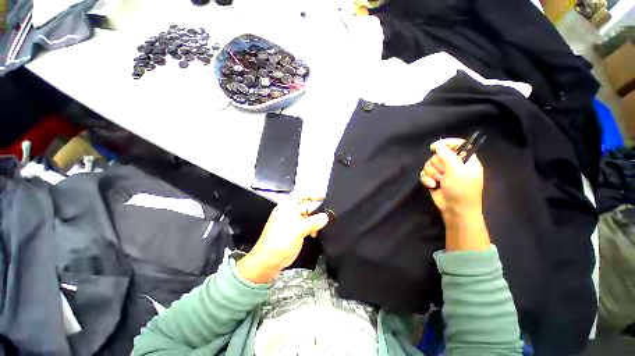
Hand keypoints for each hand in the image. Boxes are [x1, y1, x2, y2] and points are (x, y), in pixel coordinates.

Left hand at [236, 197, 329, 283]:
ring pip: (305, 216)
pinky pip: (303, 224)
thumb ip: (315, 221)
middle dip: (315, 209)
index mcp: (287, 206)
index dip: (312, 194)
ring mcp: (289, 221)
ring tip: (320, 225)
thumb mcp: (300, 229)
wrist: (268, 261)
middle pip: (304, 205)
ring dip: (313, 220)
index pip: (301, 194)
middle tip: (325, 214)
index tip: (323, 197)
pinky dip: (310, 227)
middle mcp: (288, 211)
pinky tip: (314, 233)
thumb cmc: (281, 241)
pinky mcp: (291, 230)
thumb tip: (325, 217)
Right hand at [420, 139, 489, 250]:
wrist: (455, 209)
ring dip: (432, 173)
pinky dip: (426, 179)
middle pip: (438, 155)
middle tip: (443, 173)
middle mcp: (453, 165)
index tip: (434, 147)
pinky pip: (424, 173)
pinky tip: (431, 185)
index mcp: (465, 160)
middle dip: (437, 164)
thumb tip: (437, 145)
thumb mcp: (457, 170)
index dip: (446, 144)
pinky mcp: (433, 179)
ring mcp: (443, 173)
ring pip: (429, 164)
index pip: (457, 145)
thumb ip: (447, 155)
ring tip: (438, 181)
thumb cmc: (461, 189)